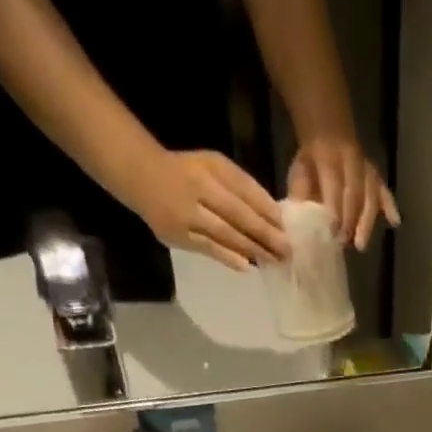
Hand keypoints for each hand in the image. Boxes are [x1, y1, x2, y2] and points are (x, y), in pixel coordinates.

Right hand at [126, 149, 289, 269]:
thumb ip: (240, 185)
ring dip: (251, 249)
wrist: (144, 179)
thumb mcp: (213, 165)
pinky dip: (227, 257)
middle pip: (237, 215)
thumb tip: (272, 213)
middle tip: (287, 250)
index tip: (285, 226)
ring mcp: (187, 216)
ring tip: (272, 260)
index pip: (243, 191)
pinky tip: (245, 266)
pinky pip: (207, 248)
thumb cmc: (187, 172)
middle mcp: (198, 191)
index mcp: (209, 170)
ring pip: (224, 234)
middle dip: (264, 234)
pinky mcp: (178, 236)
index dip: (265, 209)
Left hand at [288, 136, 399, 250]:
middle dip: (351, 219)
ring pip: (371, 193)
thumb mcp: (298, 174)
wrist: (326, 134)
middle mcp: (351, 160)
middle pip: (356, 192)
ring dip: (367, 220)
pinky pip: (384, 190)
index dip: (335, 209)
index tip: (332, 233)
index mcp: (328, 157)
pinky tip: (394, 222)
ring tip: (361, 244)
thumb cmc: (310, 163)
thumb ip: (299, 195)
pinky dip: (390, 205)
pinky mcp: (375, 176)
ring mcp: (366, 168)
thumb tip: (296, 221)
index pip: (334, 184)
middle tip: (346, 243)